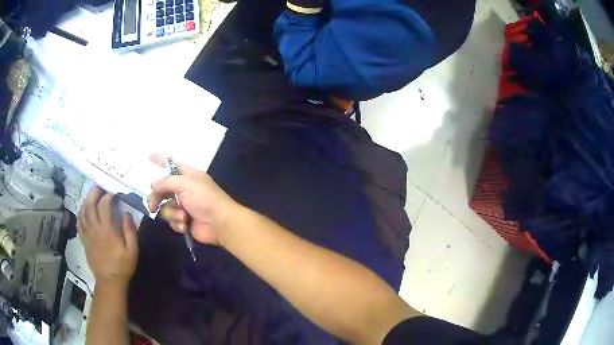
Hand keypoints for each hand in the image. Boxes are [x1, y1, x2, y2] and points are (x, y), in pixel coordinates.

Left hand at [78, 187, 138, 285]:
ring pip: (83, 212)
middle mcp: (95, 230)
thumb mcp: (132, 251)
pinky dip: (80, 213)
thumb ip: (130, 231)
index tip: (113, 195)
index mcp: (108, 232)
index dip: (108, 197)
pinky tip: (84, 210)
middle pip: (90, 205)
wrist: (109, 281)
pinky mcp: (84, 240)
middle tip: (100, 189)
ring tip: (92, 196)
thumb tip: (126, 213)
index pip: (104, 206)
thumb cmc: (123, 266)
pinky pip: (79, 222)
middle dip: (94, 193)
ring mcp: (88, 234)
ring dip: (86, 201)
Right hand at [147, 154, 239, 245]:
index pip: (171, 164)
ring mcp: (184, 206)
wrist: (220, 224)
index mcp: (188, 175)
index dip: (161, 160)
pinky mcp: (184, 221)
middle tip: (152, 206)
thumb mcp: (185, 184)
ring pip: (165, 207)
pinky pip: (172, 220)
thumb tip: (153, 184)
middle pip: (162, 190)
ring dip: (172, 213)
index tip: (150, 155)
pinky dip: (177, 223)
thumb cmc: (205, 199)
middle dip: (156, 198)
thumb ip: (167, 182)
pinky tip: (185, 224)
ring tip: (183, 216)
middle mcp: (184, 189)